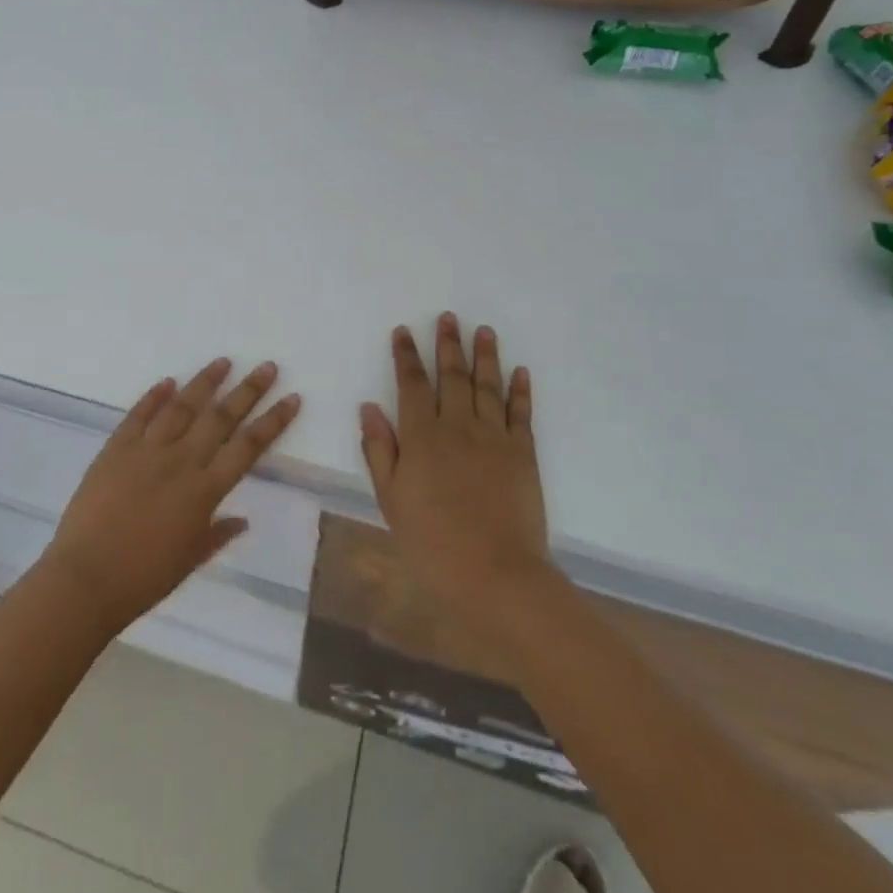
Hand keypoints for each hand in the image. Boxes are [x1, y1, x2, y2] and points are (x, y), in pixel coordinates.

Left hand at [39, 358, 300, 635]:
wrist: (86, 579)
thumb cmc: (144, 578)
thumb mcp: (189, 560)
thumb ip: (217, 534)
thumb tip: (242, 519)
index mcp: (204, 491)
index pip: (247, 448)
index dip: (272, 422)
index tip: (292, 398)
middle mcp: (180, 462)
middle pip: (220, 418)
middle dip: (248, 390)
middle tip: (267, 367)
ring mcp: (146, 450)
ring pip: (182, 407)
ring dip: (204, 382)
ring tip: (223, 362)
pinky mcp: (116, 448)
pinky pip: (139, 415)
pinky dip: (154, 396)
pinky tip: (168, 381)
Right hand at [359, 314, 553, 625]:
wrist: (494, 575)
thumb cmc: (431, 540)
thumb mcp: (390, 498)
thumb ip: (379, 449)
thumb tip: (369, 406)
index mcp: (421, 435)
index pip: (411, 384)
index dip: (406, 356)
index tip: (404, 331)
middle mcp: (457, 426)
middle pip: (451, 376)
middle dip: (448, 344)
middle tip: (449, 317)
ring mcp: (494, 437)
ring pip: (487, 386)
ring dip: (485, 356)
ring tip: (484, 331)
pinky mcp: (523, 454)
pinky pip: (520, 414)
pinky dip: (520, 390)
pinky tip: (519, 371)